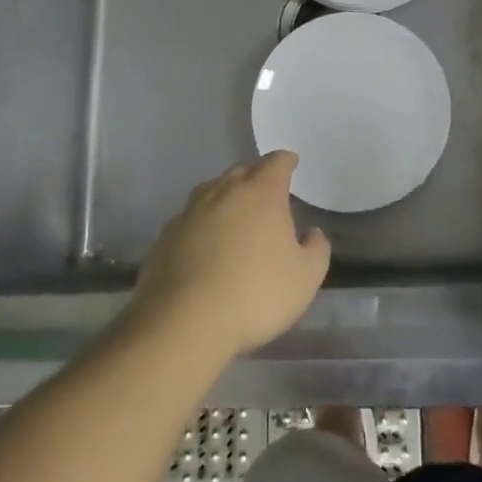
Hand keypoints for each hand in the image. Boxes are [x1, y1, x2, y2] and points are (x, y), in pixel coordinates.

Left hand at [130, 152, 330, 361]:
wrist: (186, 320)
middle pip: (242, 172)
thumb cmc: (256, 293)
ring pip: (211, 191)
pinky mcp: (166, 236)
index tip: (291, 162)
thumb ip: (315, 250)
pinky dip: (201, 223)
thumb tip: (312, 233)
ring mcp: (190, 212)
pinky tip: (203, 242)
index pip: (276, 163)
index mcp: (261, 193)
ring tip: (234, 212)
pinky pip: (189, 219)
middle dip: (255, 176)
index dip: (285, 161)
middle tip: (265, 191)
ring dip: (225, 196)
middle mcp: (224, 192)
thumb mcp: (305, 278)